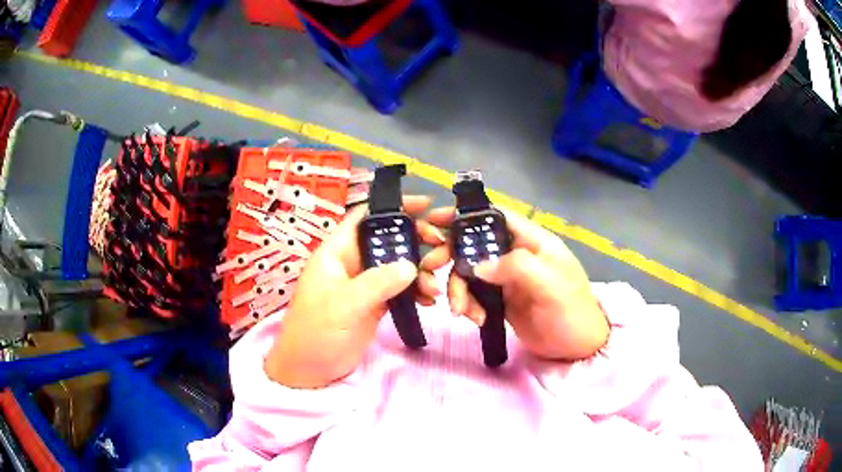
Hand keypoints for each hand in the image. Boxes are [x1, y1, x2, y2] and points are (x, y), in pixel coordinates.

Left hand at [265, 196, 447, 388]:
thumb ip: (377, 283)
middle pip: (388, 239)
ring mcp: (365, 284)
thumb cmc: (315, 331)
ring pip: (397, 265)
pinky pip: (399, 289)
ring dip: (419, 270)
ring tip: (435, 284)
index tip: (426, 204)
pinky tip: (428, 300)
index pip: (365, 217)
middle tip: (443, 243)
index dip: (393, 206)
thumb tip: (411, 265)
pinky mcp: (374, 303)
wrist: (309, 369)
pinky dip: (415, 291)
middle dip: (416, 237)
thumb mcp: (344, 305)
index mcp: (337, 252)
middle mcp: (352, 262)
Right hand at [421, 208, 608, 360]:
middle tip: (431, 269)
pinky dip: (467, 304)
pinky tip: (475, 319)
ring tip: (461, 311)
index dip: (466, 215)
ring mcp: (506, 277)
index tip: (435, 220)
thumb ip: (516, 266)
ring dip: (458, 289)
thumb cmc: (570, 310)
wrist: (575, 347)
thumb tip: (477, 265)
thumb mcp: (550, 284)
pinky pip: (473, 294)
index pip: (495, 216)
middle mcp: (515, 254)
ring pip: (469, 272)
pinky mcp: (499, 298)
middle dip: (450, 255)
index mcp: (531, 240)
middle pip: (474, 244)